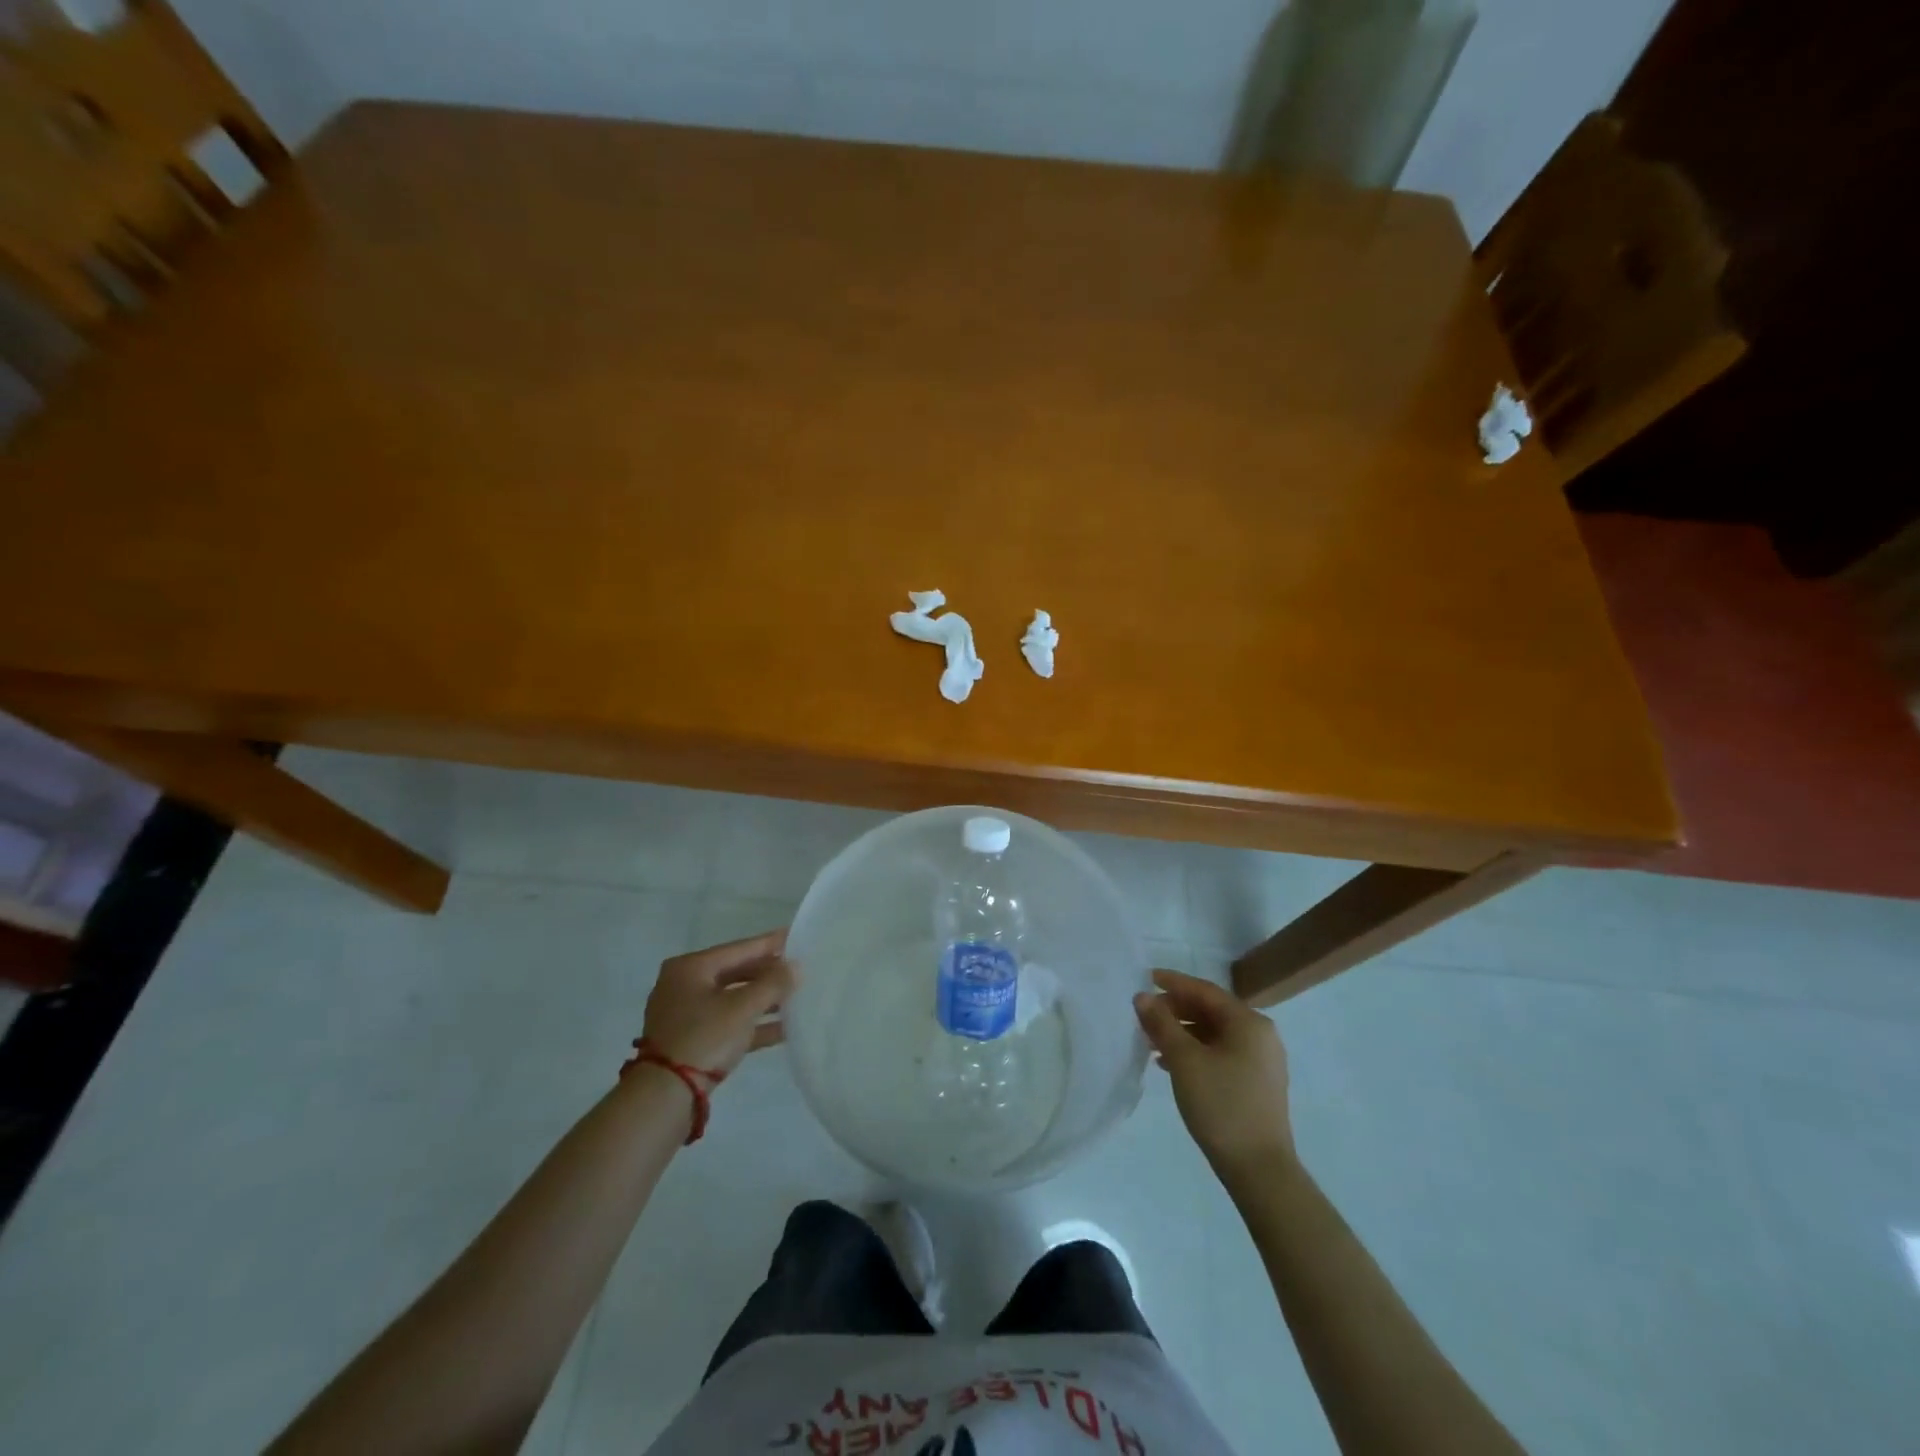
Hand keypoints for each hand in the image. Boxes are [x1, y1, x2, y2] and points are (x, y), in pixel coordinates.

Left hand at [641, 931, 795, 1075]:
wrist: (665, 1096)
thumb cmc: (704, 1037)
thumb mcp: (743, 1008)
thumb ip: (773, 984)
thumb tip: (796, 966)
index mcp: (690, 968)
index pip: (739, 949)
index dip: (770, 944)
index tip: (796, 936)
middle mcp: (684, 985)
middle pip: (736, 973)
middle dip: (769, 975)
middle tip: (800, 970)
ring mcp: (686, 1015)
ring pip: (733, 999)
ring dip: (764, 1001)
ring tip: (798, 998)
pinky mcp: (692, 1041)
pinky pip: (729, 1023)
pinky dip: (753, 1024)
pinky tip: (784, 1029)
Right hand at [1134, 969, 1293, 1176]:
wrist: (1259, 1170)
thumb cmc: (1221, 1106)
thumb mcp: (1184, 1060)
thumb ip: (1161, 1023)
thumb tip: (1143, 996)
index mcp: (1249, 1022)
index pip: (1204, 991)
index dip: (1173, 983)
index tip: (1145, 978)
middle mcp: (1260, 1035)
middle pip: (1211, 1011)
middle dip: (1175, 1010)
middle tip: (1144, 1014)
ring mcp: (1262, 1061)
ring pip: (1214, 1034)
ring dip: (1182, 1033)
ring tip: (1151, 1041)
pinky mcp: (1257, 1083)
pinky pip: (1221, 1053)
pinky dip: (1196, 1052)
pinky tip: (1170, 1064)